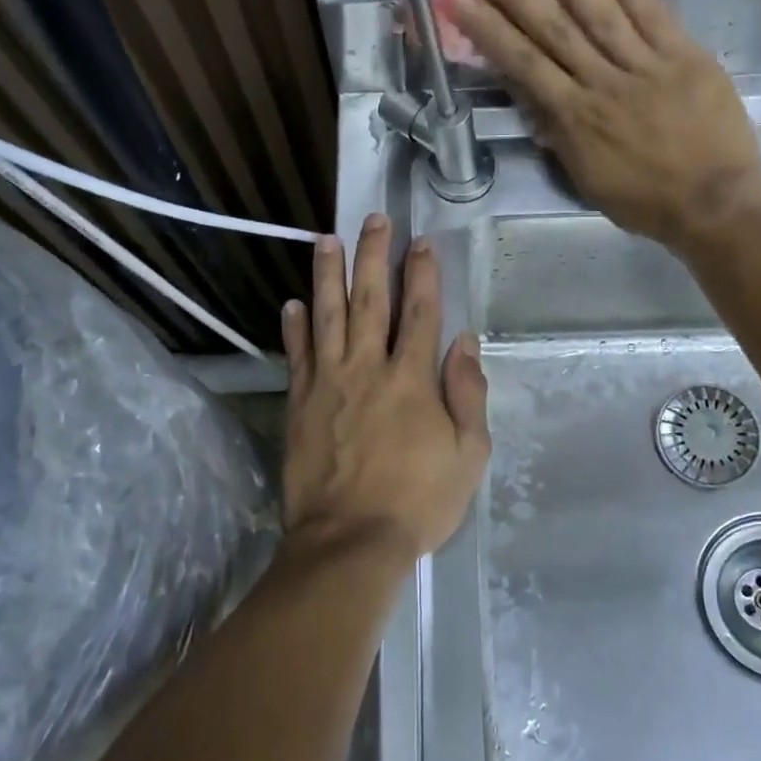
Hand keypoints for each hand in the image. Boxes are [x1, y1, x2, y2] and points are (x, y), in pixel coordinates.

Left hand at [280, 216, 490, 570]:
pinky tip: (292, 302)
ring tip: (326, 240)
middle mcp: (367, 368)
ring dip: (327, 275)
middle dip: (373, 256)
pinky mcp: (299, 403)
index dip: (422, 274)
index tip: (420, 241)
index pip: (420, 312)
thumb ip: (467, 394)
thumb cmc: (418, 501)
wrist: (349, 541)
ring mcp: (328, 383)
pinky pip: (296, 355)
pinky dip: (294, 327)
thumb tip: (462, 342)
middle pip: (371, 300)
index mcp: (412, 379)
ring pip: (327, 316)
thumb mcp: (467, 455)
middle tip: (373, 219)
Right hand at [454, 0, 760, 248]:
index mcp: (574, 118)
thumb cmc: (644, 201)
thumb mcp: (587, 178)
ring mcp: (645, 64)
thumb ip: (560, 135)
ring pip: (598, 9)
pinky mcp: (684, 54)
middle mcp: (602, 82)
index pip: (523, 63)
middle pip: (552, 27)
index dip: (489, 28)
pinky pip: (650, 10)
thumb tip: (533, 99)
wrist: (713, 203)